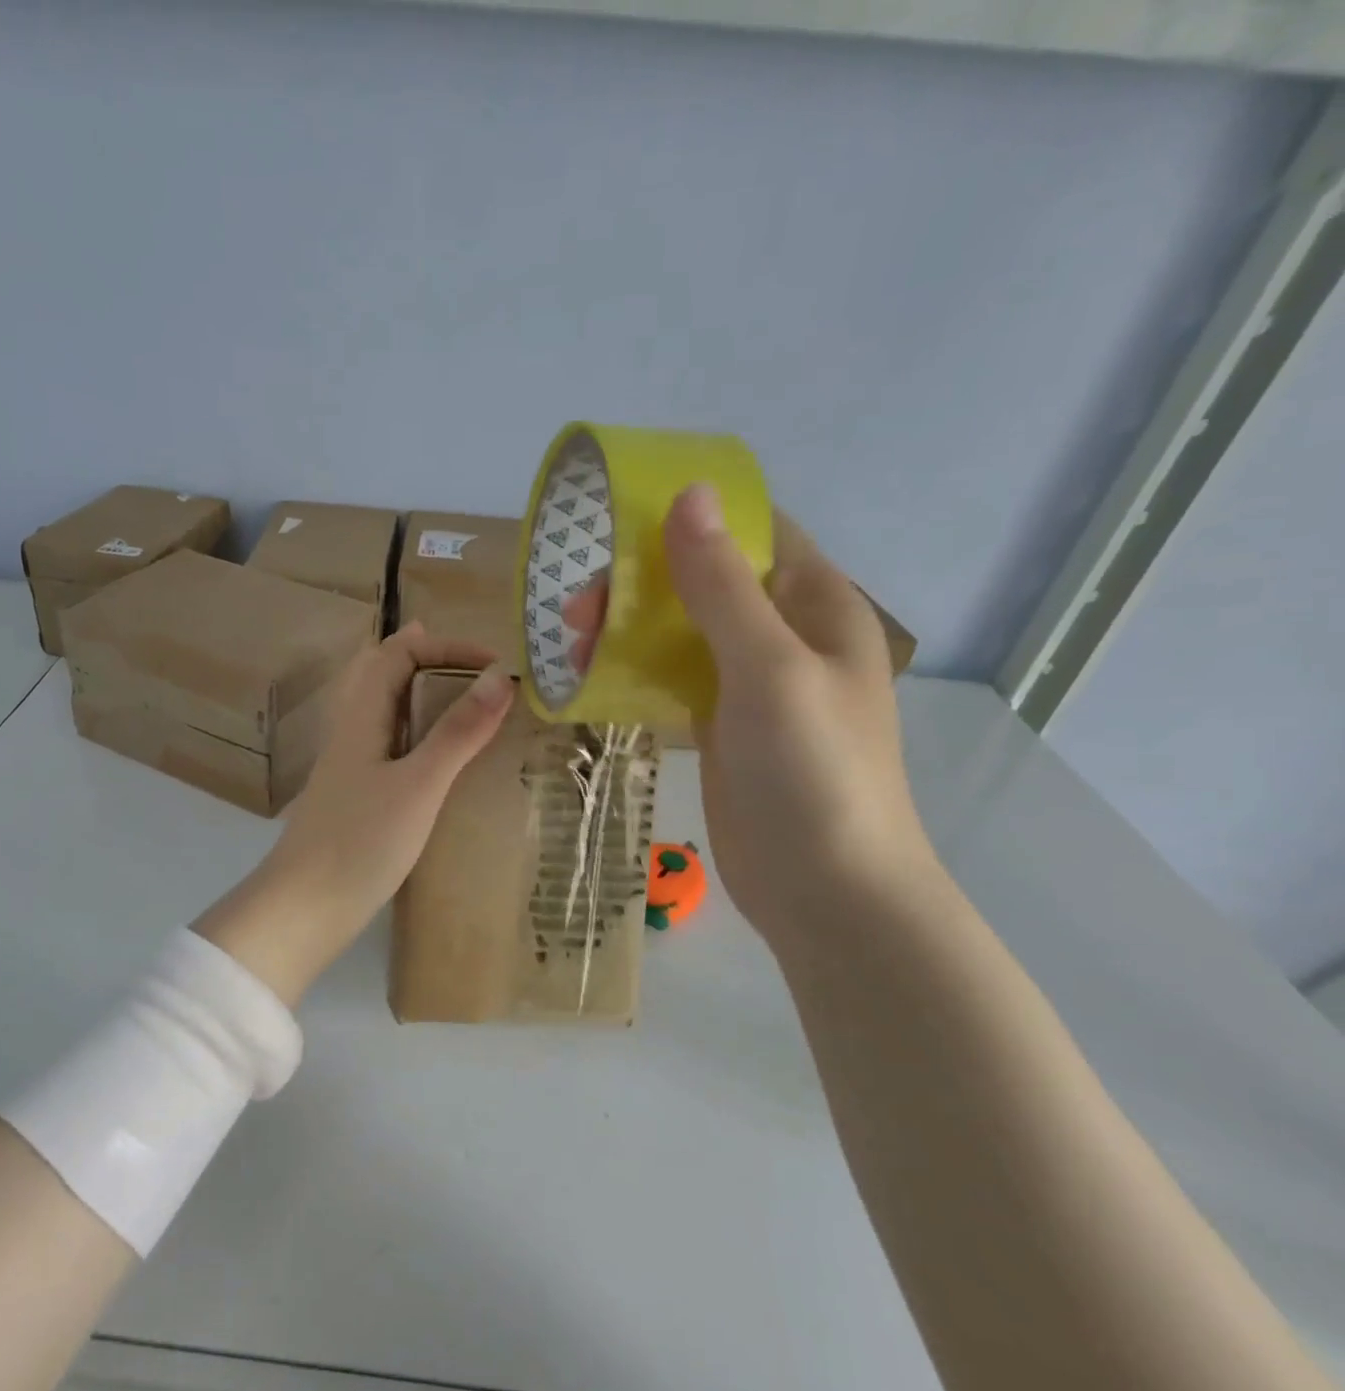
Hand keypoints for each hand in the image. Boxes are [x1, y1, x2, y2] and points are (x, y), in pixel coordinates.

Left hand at [193, 624, 514, 1003]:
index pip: (399, 653)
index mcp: (362, 716)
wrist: (305, 908)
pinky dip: (420, 738)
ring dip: (425, 699)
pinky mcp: (357, 797)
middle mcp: (352, 732)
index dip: (446, 647)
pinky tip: (443, 765)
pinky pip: (391, 747)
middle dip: (431, 662)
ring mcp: (351, 766)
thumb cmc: (361, 841)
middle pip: (385, 675)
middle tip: (477, 674)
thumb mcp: (419, 784)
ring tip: (468, 710)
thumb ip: (457, 732)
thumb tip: (499, 676)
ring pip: (388, 712)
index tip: (495, 666)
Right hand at [567, 486, 935, 952]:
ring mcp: (749, 683)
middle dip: (640, 583)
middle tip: (577, 609)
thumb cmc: (812, 770)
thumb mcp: (768, 668)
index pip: (754, 532)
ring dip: (628, 627)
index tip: (619, 522)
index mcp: (815, 605)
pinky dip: (632, 668)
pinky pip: (671, 677)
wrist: (825, 888)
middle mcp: (783, 634)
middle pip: (705, 580)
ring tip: (572, 643)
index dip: (693, 516)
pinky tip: (589, 673)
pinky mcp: (719, 724)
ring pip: (680, 630)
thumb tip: (689, 494)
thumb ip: (722, 586)